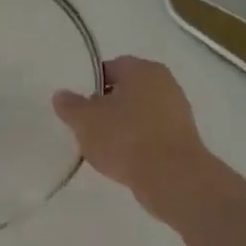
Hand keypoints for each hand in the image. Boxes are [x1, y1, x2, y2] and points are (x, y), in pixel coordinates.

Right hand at [52, 57, 212, 218]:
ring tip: (104, 147)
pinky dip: (138, 143)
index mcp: (141, 69)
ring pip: (139, 113)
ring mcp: (177, 111)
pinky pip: (152, 134)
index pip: (110, 67)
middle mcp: (164, 83)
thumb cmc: (126, 137)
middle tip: (88, 126)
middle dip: (106, 106)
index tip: (79, 106)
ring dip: (122, 126)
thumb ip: (70, 105)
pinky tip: (124, 160)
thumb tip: (62, 95)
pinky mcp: (183, 138)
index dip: (90, 85)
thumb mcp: (85, 120)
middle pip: (126, 90)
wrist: (172, 177)